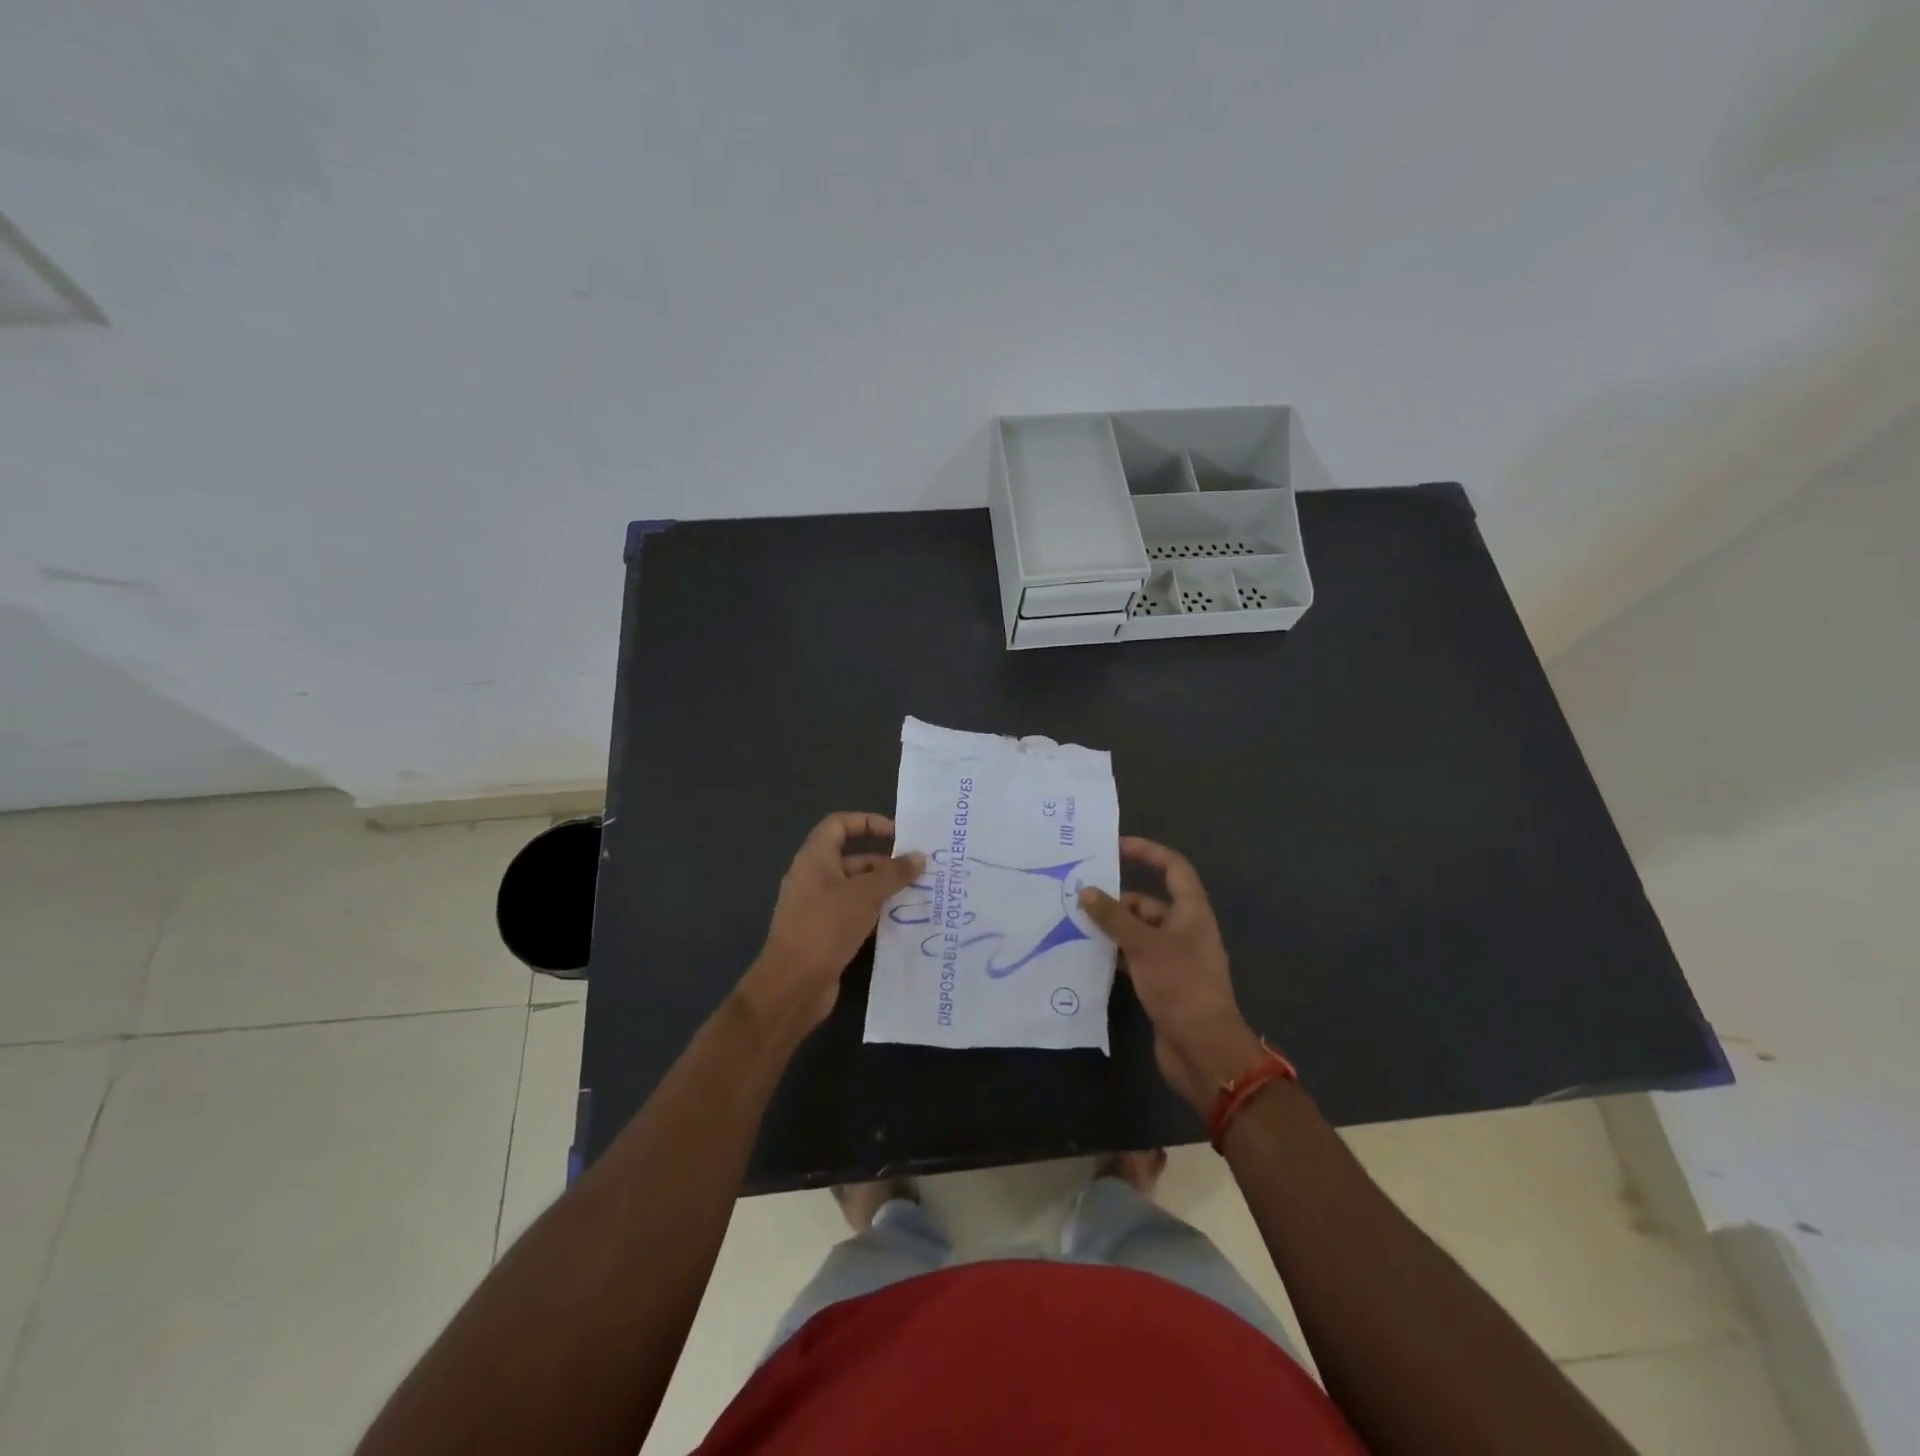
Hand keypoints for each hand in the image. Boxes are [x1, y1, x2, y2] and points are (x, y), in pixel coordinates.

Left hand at [742, 812, 923, 1035]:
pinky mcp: (825, 934)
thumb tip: (919, 857)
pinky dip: (875, 913)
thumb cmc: (826, 926)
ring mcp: (818, 907)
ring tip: (918, 896)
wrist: (793, 984)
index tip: (898, 834)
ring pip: (855, 889)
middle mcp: (814, 878)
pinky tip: (901, 922)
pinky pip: (854, 913)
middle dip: (884, 863)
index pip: (839, 824)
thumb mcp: (864, 895)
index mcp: (815, 858)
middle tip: (918, 871)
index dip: (867, 822)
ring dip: (883, 890)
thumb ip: (894, 874)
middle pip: (851, 858)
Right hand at [1078, 837, 1264, 1112]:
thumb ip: (1114, 917)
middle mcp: (1185, 930)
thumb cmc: (1180, 985)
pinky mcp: (1162, 984)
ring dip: (1112, 930)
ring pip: (1139, 933)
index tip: (1114, 847)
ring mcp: (1174, 959)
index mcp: (1192, 912)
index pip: (1173, 868)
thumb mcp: (1144, 945)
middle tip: (1078, 901)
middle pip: (1149, 903)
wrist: (1204, 1051)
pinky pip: (1135, 958)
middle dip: (1117, 901)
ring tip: (1074, 926)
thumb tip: (1087, 891)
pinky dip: (1115, 955)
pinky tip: (1087, 958)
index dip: (1147, 852)